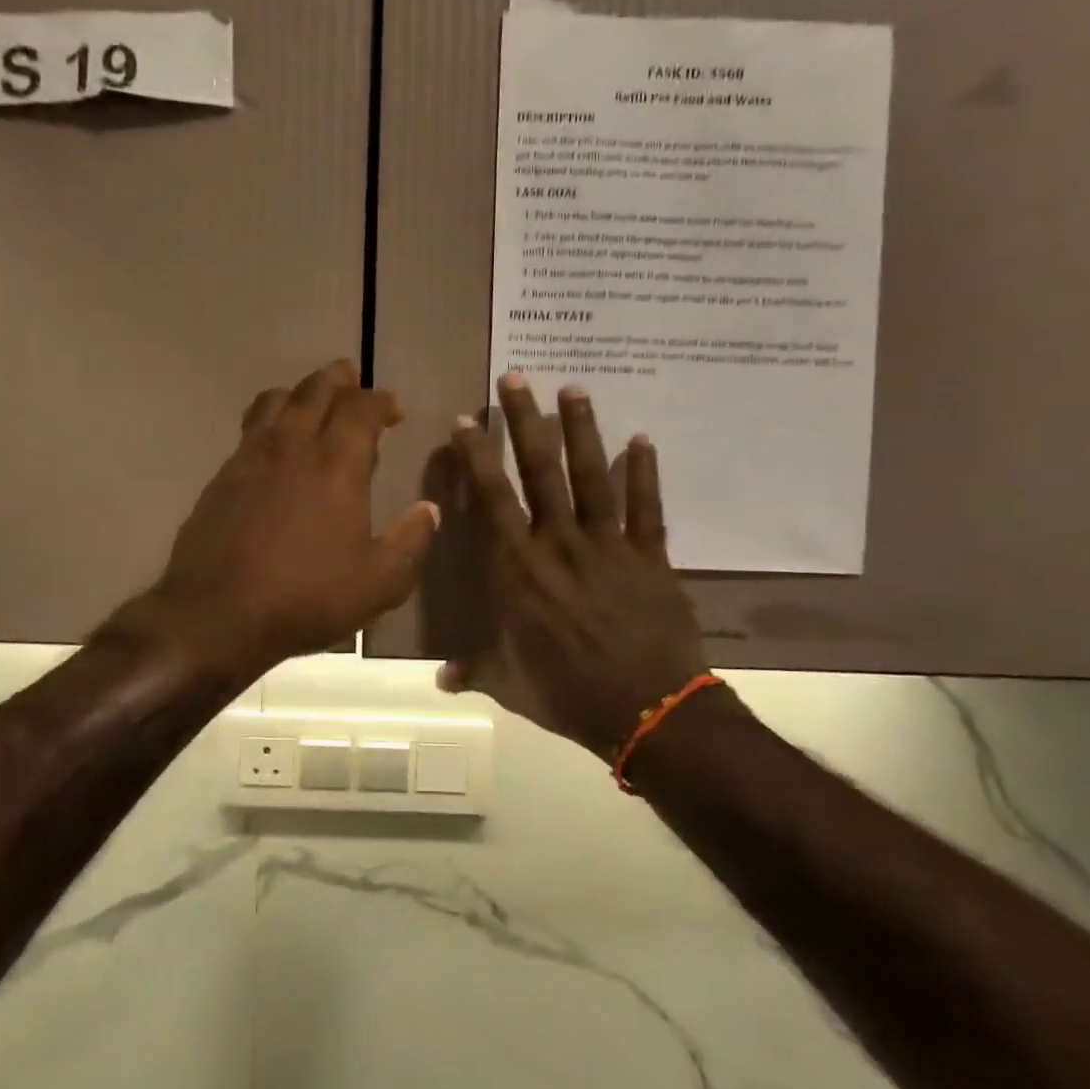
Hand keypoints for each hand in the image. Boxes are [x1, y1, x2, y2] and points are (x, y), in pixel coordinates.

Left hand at [130, 358, 438, 683]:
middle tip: (353, 381)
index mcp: (336, 464)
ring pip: (275, 400)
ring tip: (312, 404)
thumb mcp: (378, 583)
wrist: (216, 614)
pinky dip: (269, 422)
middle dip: (339, 379)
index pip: (361, 408)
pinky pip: (249, 429)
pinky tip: (274, 448)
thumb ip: (410, 542)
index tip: (394, 410)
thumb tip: (430, 510)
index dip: (381, 401)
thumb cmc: (306, 596)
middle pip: (315, 389)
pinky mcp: (222, 476)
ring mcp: (250, 457)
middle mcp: (292, 446)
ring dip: (300, 392)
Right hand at [439, 372, 709, 758]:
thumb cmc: (569, 694)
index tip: (467, 420)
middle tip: (516, 377)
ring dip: (581, 430)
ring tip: (573, 388)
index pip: (492, 500)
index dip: (477, 457)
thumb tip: (439, 680)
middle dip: (525, 421)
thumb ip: (474, 672)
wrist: (648, 711)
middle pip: (540, 471)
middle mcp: (560, 543)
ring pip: (591, 475)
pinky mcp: (649, 555)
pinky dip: (644, 472)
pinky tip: (642, 438)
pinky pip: (645, 506)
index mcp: (520, 569)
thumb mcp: (511, 685)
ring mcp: (608, 545)